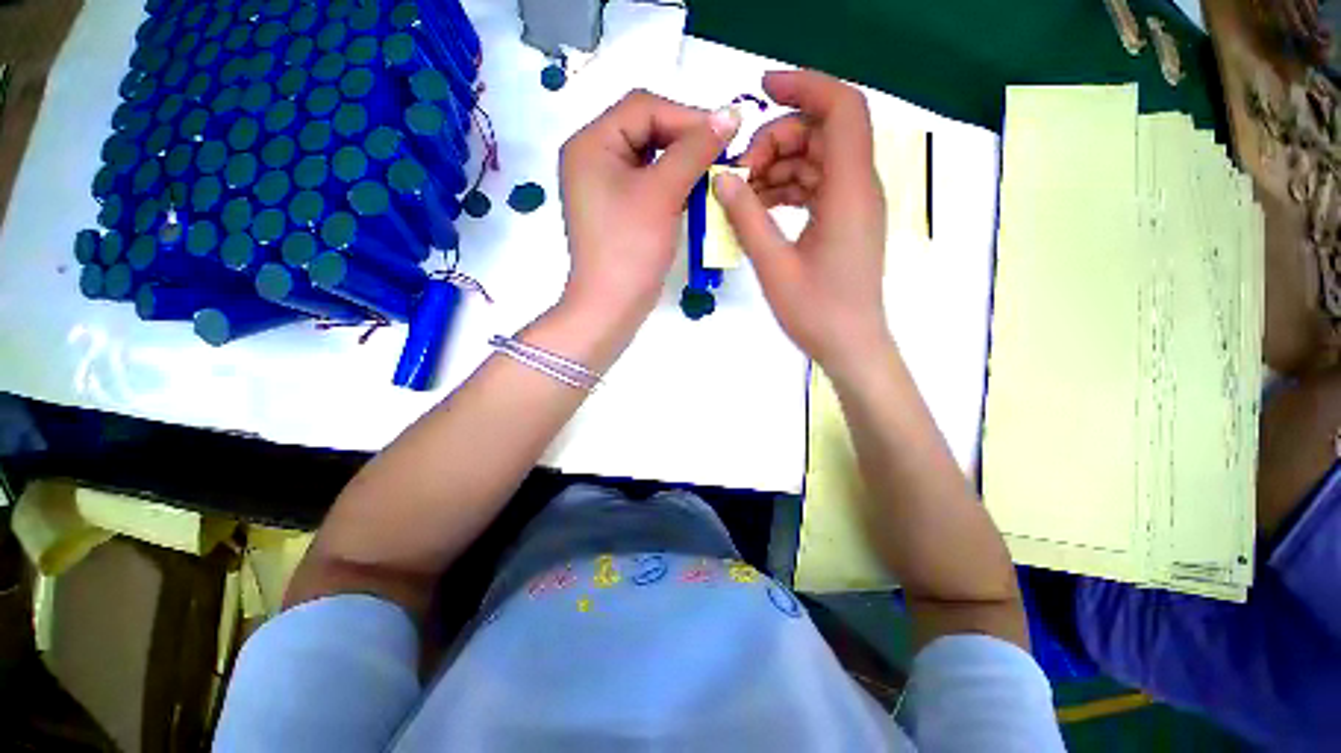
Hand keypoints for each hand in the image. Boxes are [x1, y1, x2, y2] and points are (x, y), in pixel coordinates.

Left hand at [559, 90, 740, 324]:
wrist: (611, 306)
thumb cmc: (631, 247)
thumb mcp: (662, 193)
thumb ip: (695, 150)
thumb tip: (730, 114)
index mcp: (592, 144)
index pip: (643, 108)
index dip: (686, 116)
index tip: (725, 134)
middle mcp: (594, 159)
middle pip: (647, 130)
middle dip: (686, 141)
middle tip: (722, 155)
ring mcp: (606, 187)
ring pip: (652, 159)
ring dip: (684, 164)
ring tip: (714, 175)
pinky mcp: (620, 210)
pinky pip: (650, 185)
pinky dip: (675, 186)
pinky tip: (697, 193)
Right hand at [714, 71, 890, 374]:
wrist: (850, 346)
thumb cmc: (816, 312)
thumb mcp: (774, 265)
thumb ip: (747, 217)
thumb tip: (721, 178)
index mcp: (849, 191)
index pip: (841, 108)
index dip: (804, 86)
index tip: (760, 89)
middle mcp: (859, 188)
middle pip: (821, 134)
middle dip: (776, 140)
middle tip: (738, 176)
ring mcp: (852, 205)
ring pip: (815, 161)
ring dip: (777, 167)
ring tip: (741, 196)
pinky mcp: (844, 221)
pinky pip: (815, 186)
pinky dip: (786, 188)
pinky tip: (759, 207)